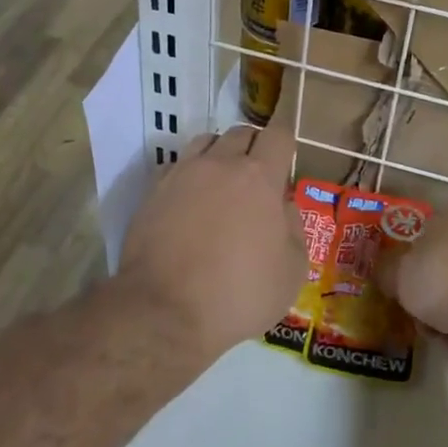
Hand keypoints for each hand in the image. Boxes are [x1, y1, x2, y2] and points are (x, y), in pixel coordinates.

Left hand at [118, 122, 303, 356]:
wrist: (165, 313)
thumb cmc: (239, 294)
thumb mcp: (291, 272)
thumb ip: (294, 229)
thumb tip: (284, 206)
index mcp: (260, 177)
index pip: (278, 135)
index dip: (285, 143)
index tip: (285, 162)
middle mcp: (220, 164)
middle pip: (241, 133)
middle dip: (254, 148)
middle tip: (257, 179)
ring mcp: (182, 175)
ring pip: (205, 142)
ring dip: (219, 154)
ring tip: (221, 183)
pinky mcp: (153, 192)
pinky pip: (176, 166)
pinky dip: (188, 175)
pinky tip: (189, 201)